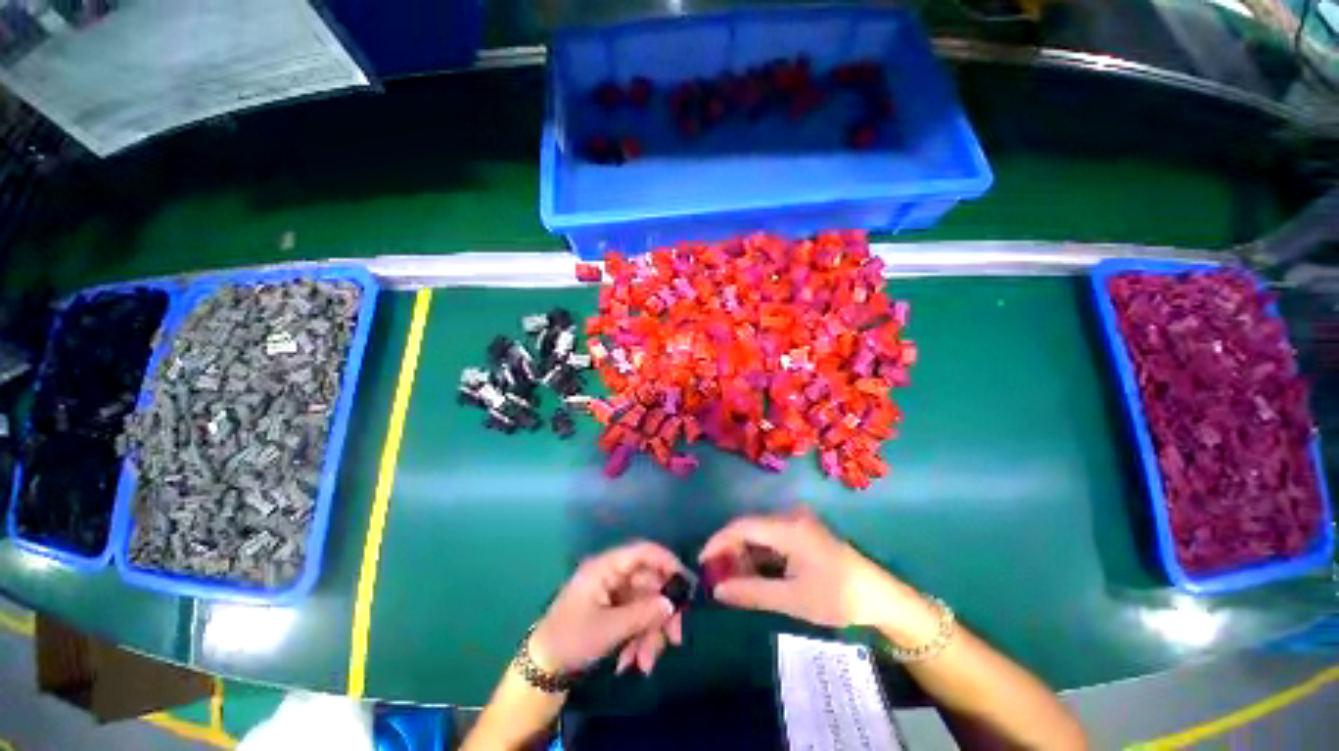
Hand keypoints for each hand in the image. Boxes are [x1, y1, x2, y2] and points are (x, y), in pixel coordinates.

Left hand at [530, 541, 685, 677]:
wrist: (542, 669)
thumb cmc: (572, 640)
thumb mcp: (608, 628)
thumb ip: (642, 613)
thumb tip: (671, 603)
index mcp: (606, 567)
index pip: (643, 551)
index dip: (667, 562)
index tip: (686, 583)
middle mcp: (612, 575)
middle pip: (649, 583)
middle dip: (661, 613)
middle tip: (674, 639)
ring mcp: (613, 593)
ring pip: (645, 604)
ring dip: (650, 633)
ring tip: (646, 663)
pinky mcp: (613, 610)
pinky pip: (635, 618)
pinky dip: (639, 638)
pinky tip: (633, 662)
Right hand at [700, 507, 933, 636]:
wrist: (880, 596)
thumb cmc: (837, 597)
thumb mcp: (792, 599)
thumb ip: (751, 592)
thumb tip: (717, 590)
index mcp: (787, 527)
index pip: (741, 526)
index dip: (718, 541)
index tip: (701, 561)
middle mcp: (789, 516)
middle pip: (749, 527)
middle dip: (730, 550)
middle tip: (718, 576)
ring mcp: (797, 522)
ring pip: (759, 532)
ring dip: (744, 553)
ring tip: (734, 579)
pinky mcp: (803, 531)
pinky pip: (772, 537)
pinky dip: (759, 554)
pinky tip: (756, 573)